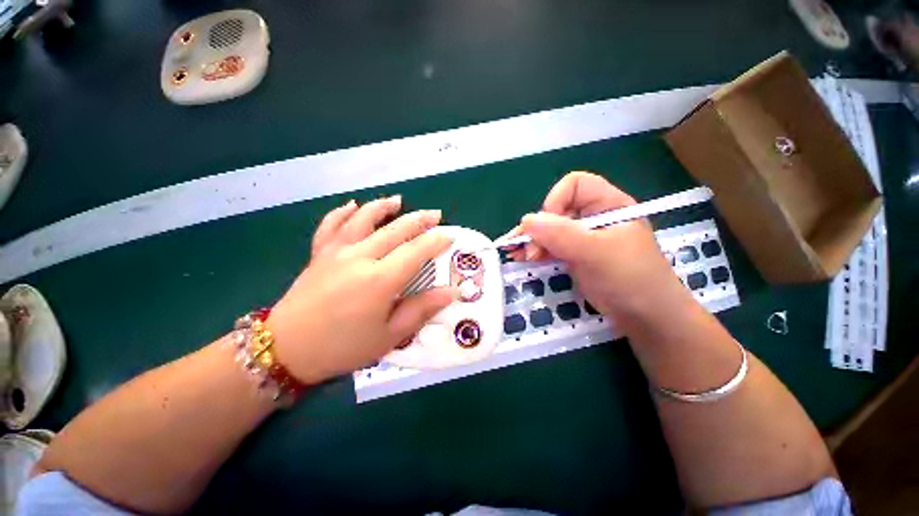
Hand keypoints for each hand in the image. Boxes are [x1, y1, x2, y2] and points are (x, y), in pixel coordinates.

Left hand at [266, 196, 455, 383]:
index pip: (416, 251)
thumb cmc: (343, 347)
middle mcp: (360, 257)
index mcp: (380, 280)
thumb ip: (422, 309)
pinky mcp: (320, 253)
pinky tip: (353, 204)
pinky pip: (331, 225)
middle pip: (395, 229)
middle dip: (419, 220)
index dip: (436, 241)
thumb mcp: (389, 335)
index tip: (450, 235)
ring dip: (383, 207)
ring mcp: (336, 251)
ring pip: (363, 219)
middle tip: (436, 214)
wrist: (286, 349)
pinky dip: (343, 212)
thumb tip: (452, 292)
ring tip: (398, 200)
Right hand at [510, 172, 685, 319]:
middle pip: (556, 209)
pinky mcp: (574, 255)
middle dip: (538, 228)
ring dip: (531, 240)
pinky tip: (520, 257)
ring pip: (549, 229)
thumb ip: (561, 235)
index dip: (557, 200)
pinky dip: (534, 251)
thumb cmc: (630, 279)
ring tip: (515, 254)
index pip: (575, 185)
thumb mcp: (597, 253)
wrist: (646, 318)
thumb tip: (526, 220)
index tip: (548, 227)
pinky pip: (549, 246)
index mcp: (608, 205)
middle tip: (529, 251)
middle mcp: (593, 217)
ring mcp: (583, 238)